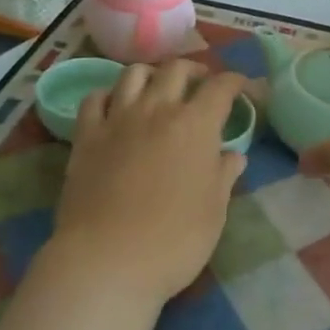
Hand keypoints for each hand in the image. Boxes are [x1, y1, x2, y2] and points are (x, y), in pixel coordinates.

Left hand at [53, 60, 247, 304]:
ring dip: (152, 74)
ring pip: (134, 74)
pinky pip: (94, 98)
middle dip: (194, 70)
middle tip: (201, 83)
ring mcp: (117, 119)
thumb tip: (233, 155)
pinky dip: (108, 95)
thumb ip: (224, 175)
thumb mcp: (214, 211)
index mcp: (196, 125)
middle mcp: (157, 109)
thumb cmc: (174, 241)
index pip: (221, 87)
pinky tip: (114, 107)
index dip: (236, 81)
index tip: (243, 87)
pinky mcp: (86, 136)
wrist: (107, 260)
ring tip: (158, 88)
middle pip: (176, 69)